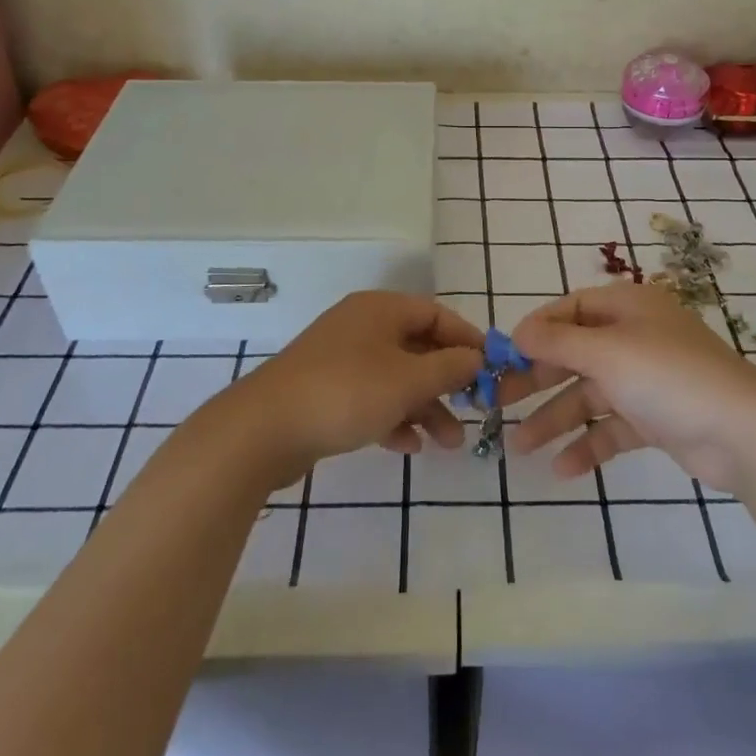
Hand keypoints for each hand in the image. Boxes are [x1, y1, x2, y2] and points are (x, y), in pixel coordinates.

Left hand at [235, 292, 483, 482]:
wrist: (263, 429)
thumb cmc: (346, 392)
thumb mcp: (409, 380)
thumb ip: (450, 367)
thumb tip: (477, 358)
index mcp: (381, 309)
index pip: (436, 314)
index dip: (467, 340)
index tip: (491, 369)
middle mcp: (362, 327)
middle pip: (418, 347)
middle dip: (447, 382)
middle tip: (473, 412)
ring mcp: (340, 359)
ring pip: (396, 378)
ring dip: (425, 407)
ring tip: (447, 444)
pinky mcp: (325, 391)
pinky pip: (371, 398)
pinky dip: (393, 417)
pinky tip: (406, 446)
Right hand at [506, 283, 755, 491]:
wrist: (743, 432)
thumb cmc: (667, 376)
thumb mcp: (605, 351)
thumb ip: (557, 341)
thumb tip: (518, 333)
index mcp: (627, 307)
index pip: (570, 309)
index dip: (536, 331)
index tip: (505, 355)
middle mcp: (635, 337)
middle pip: (575, 353)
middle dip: (538, 379)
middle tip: (498, 402)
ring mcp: (647, 379)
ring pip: (590, 394)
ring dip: (556, 418)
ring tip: (520, 446)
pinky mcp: (657, 418)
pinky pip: (612, 427)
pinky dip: (588, 444)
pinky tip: (562, 468)